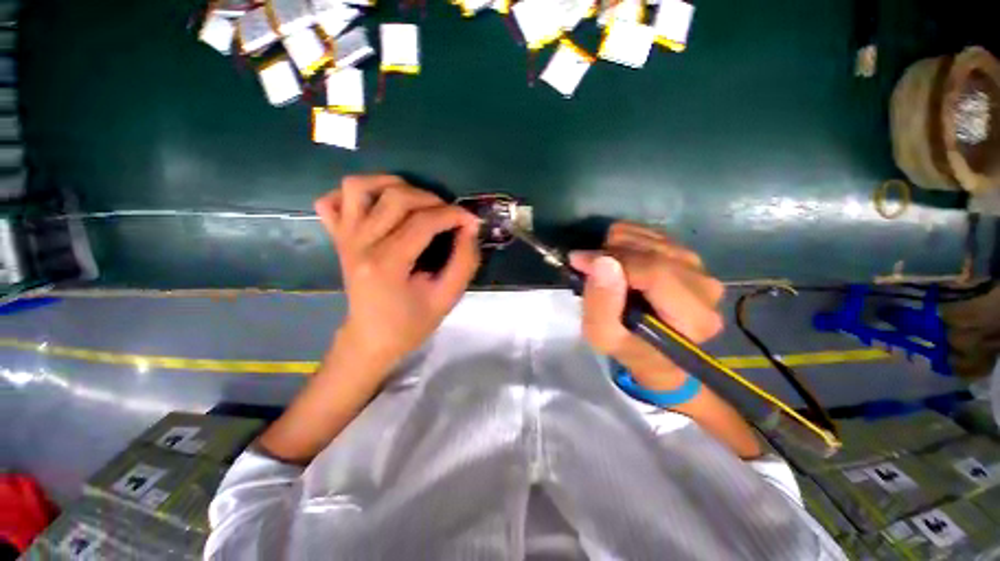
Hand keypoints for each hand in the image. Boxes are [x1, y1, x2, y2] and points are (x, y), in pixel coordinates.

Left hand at [315, 175, 481, 377]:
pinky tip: (378, 206)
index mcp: (386, 264)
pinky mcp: (337, 238)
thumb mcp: (447, 298)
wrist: (371, 339)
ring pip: (359, 187)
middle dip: (432, 199)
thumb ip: (464, 261)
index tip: (471, 221)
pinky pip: (331, 200)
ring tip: (416, 201)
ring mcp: (344, 238)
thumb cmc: (411, 324)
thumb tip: (470, 227)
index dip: (453, 215)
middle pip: (396, 197)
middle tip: (449, 215)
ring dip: (393, 185)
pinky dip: (355, 195)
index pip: (423, 222)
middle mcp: (360, 244)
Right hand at [570, 222, 723, 390]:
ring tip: (601, 263)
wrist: (650, 349)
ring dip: (619, 245)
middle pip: (655, 252)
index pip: (655, 273)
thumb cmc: (626, 346)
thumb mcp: (603, 335)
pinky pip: (656, 234)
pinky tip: (616, 255)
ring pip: (654, 239)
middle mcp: (706, 288)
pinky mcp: (690, 259)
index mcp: (693, 317)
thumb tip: (602, 262)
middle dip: (612, 253)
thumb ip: (601, 303)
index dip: (613, 260)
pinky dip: (629, 239)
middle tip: (588, 264)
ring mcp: (701, 270)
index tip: (578, 260)